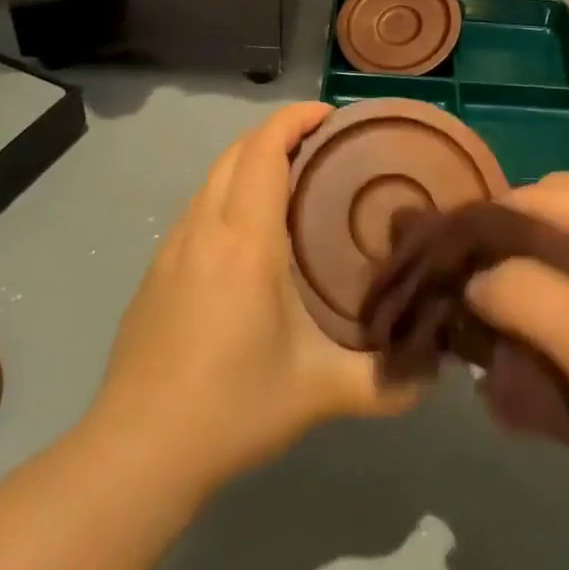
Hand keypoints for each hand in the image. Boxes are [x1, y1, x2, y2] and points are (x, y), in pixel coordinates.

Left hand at [81, 103, 417, 498]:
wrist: (134, 454)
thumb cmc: (230, 408)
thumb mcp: (319, 393)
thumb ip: (385, 381)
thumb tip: (434, 372)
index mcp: (245, 240)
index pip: (264, 150)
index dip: (295, 119)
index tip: (332, 114)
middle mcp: (205, 229)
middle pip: (237, 151)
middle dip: (278, 132)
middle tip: (325, 144)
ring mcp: (173, 249)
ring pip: (213, 177)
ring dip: (251, 160)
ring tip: (294, 180)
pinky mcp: (156, 272)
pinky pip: (199, 207)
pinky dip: (229, 192)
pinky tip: (251, 232)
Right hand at [464, 173, 568, 505]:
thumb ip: (515, 290)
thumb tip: (474, 280)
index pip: (542, 193)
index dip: (492, 218)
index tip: (448, 253)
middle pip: (553, 220)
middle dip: (508, 249)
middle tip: (470, 285)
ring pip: (566, 258)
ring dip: (528, 282)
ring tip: (489, 315)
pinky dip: (553, 309)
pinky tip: (526, 338)